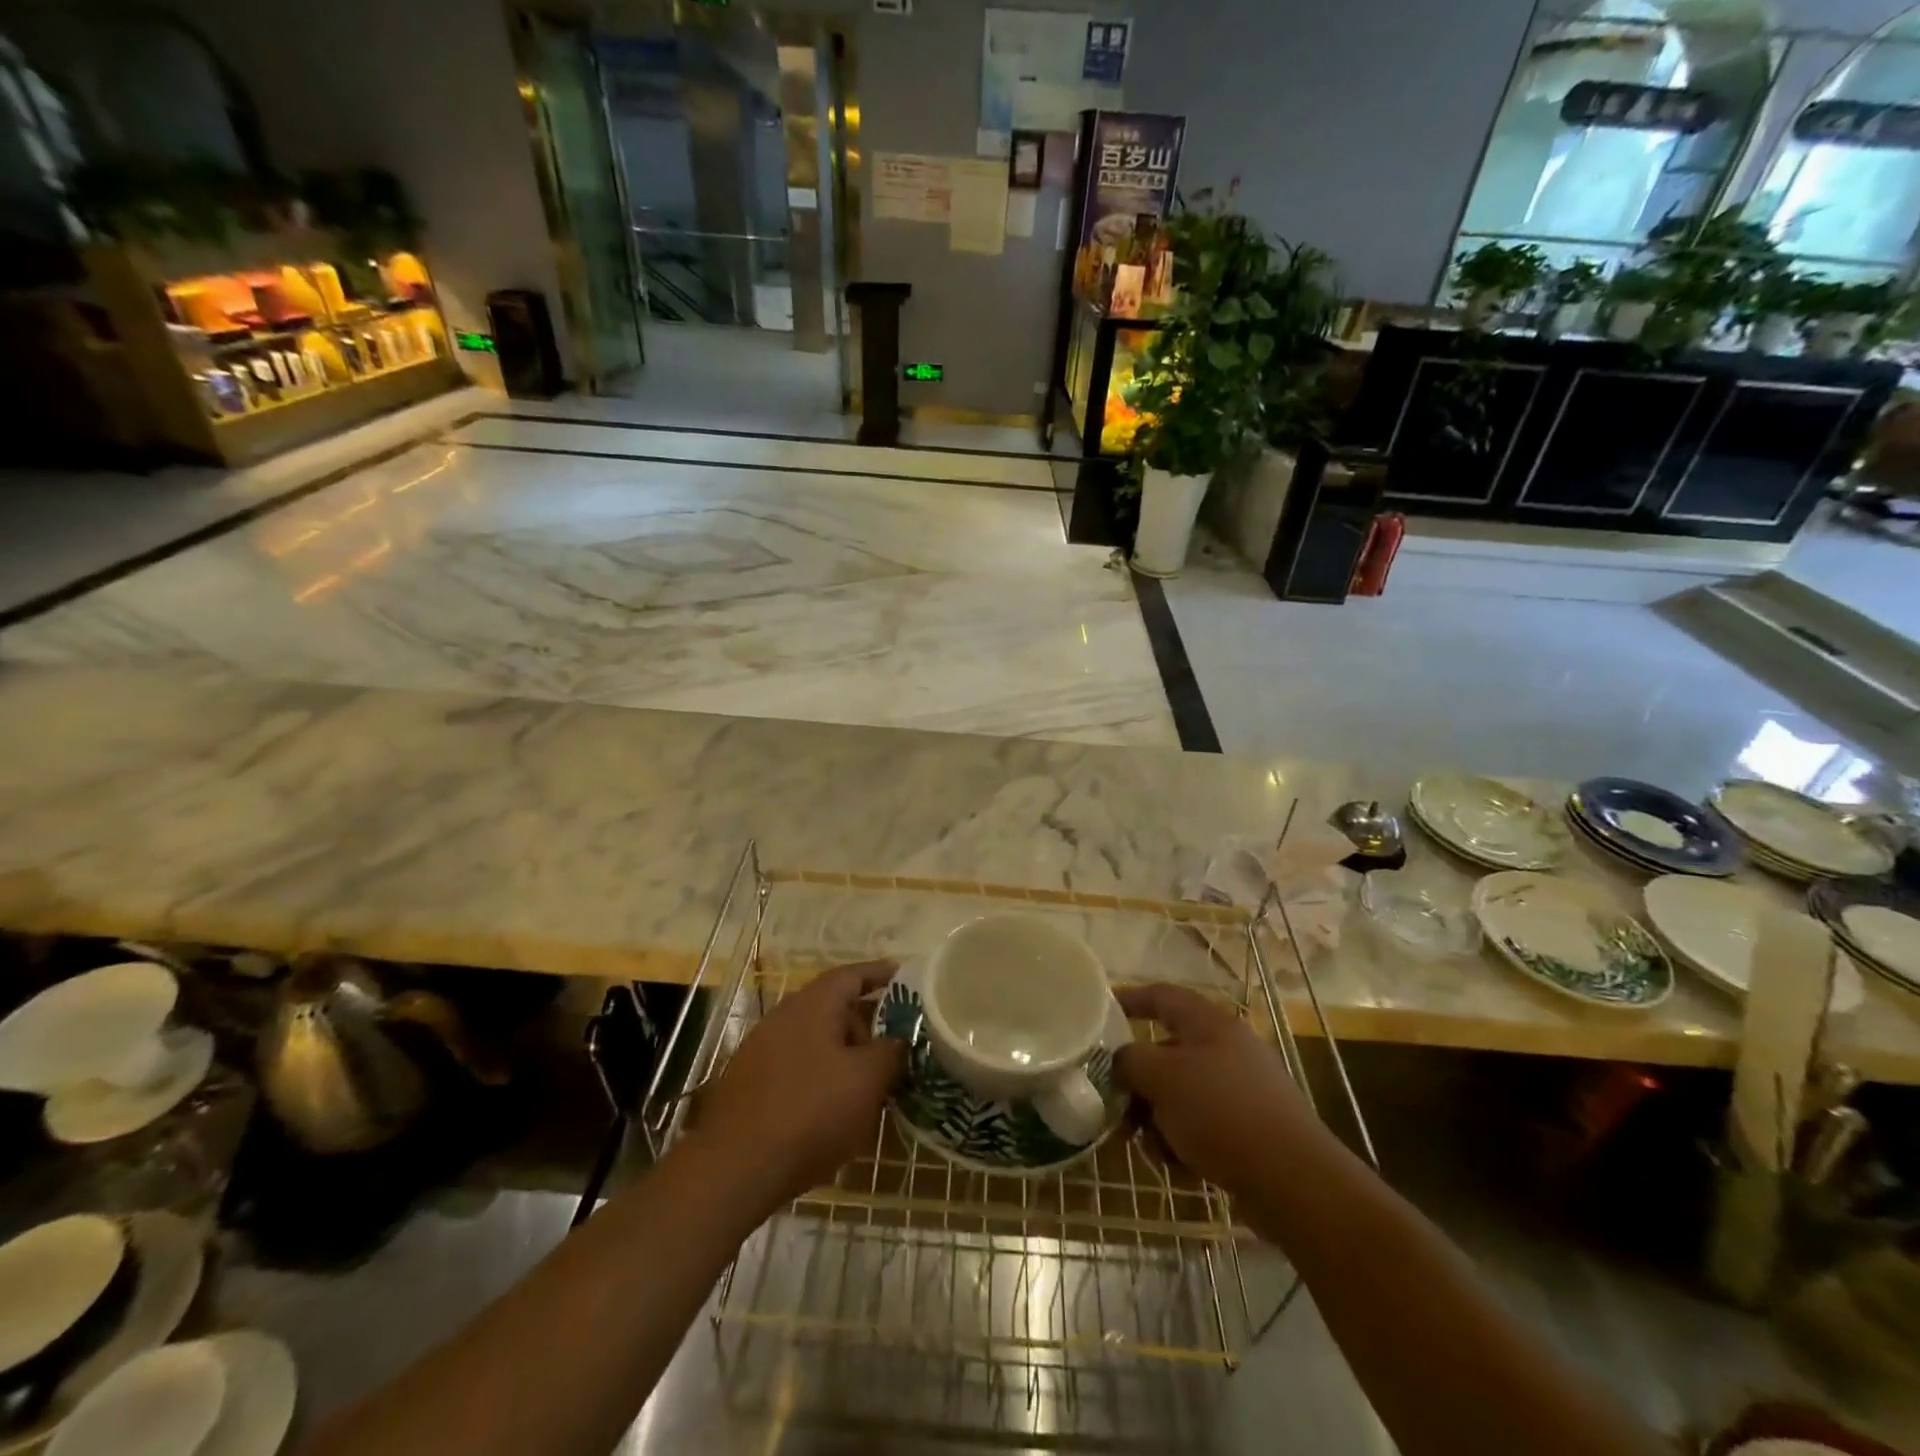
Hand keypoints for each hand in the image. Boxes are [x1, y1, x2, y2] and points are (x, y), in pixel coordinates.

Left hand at [691, 961, 905, 1208]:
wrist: (734, 1168)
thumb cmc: (811, 1111)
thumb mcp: (867, 1080)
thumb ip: (890, 1051)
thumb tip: (898, 1039)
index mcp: (813, 1004)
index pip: (852, 975)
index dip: (880, 974)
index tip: (905, 976)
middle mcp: (784, 1017)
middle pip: (833, 1008)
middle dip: (867, 1025)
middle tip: (895, 1048)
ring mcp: (761, 1051)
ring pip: (816, 1041)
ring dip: (844, 1055)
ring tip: (870, 1084)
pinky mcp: (750, 1085)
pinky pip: (797, 1067)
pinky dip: (821, 1077)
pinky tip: (834, 1109)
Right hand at [1115, 983, 1310, 1195]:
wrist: (1294, 1182)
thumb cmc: (1221, 1113)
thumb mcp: (1162, 1078)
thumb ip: (1130, 1060)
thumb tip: (1122, 1061)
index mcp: (1210, 1024)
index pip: (1162, 996)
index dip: (1130, 999)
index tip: (1099, 1011)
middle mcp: (1228, 1049)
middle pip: (1167, 1053)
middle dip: (1140, 1082)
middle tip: (1116, 1105)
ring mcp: (1243, 1090)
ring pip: (1182, 1094)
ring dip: (1159, 1118)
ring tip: (1153, 1147)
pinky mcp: (1251, 1130)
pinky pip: (1203, 1125)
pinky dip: (1185, 1141)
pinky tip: (1180, 1167)